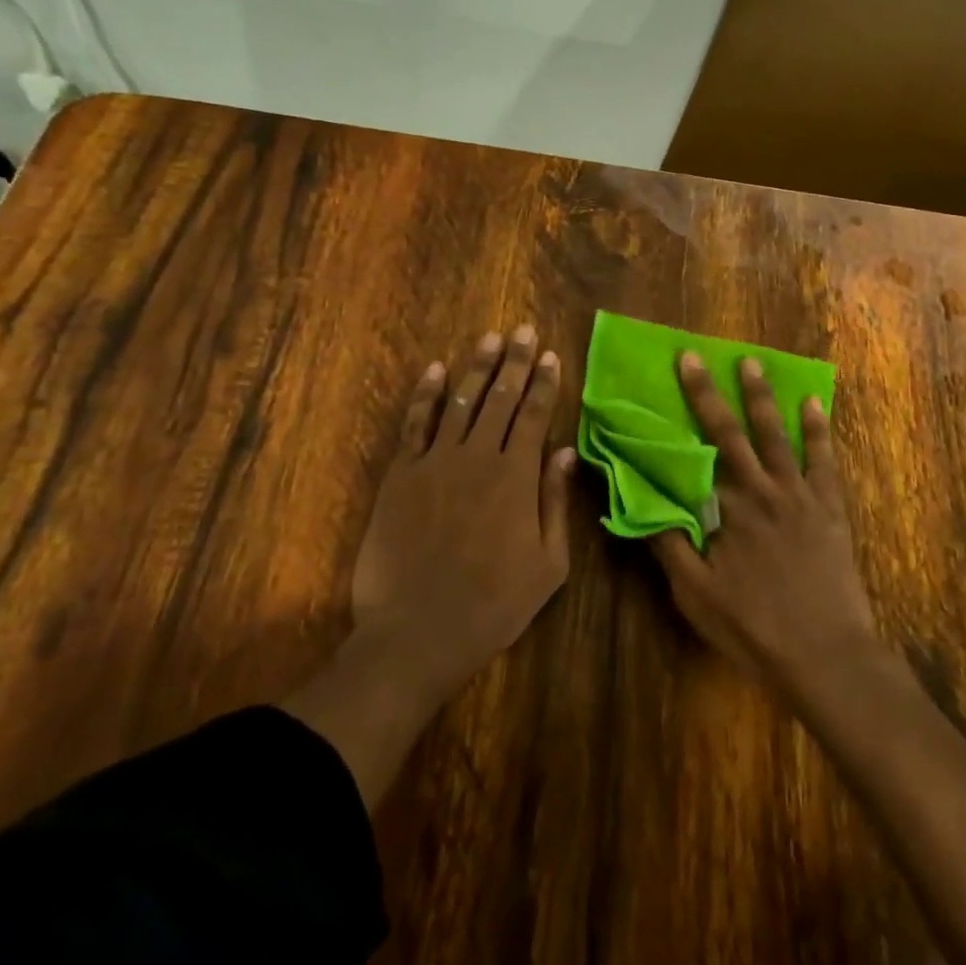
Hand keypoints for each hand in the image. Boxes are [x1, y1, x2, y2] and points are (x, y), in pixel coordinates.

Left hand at [350, 326, 577, 697]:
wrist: (416, 634)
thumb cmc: (493, 606)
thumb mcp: (548, 565)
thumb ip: (556, 502)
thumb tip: (564, 451)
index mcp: (516, 478)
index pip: (534, 416)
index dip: (544, 383)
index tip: (550, 356)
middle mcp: (478, 458)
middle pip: (501, 398)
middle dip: (515, 362)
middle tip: (522, 330)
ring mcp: (435, 463)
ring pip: (461, 402)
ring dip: (477, 367)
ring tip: (489, 339)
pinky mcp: (401, 476)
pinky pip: (415, 424)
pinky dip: (426, 395)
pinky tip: (436, 371)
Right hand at [652, 353, 878, 696]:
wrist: (826, 654)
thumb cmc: (754, 628)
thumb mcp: (696, 596)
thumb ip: (668, 546)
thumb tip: (641, 503)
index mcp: (726, 508)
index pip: (694, 453)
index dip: (676, 418)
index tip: (657, 392)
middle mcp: (760, 489)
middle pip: (729, 431)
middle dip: (708, 392)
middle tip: (694, 356)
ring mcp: (799, 493)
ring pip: (776, 434)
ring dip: (761, 397)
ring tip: (751, 362)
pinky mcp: (829, 506)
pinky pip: (824, 458)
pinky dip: (818, 429)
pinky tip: (814, 402)